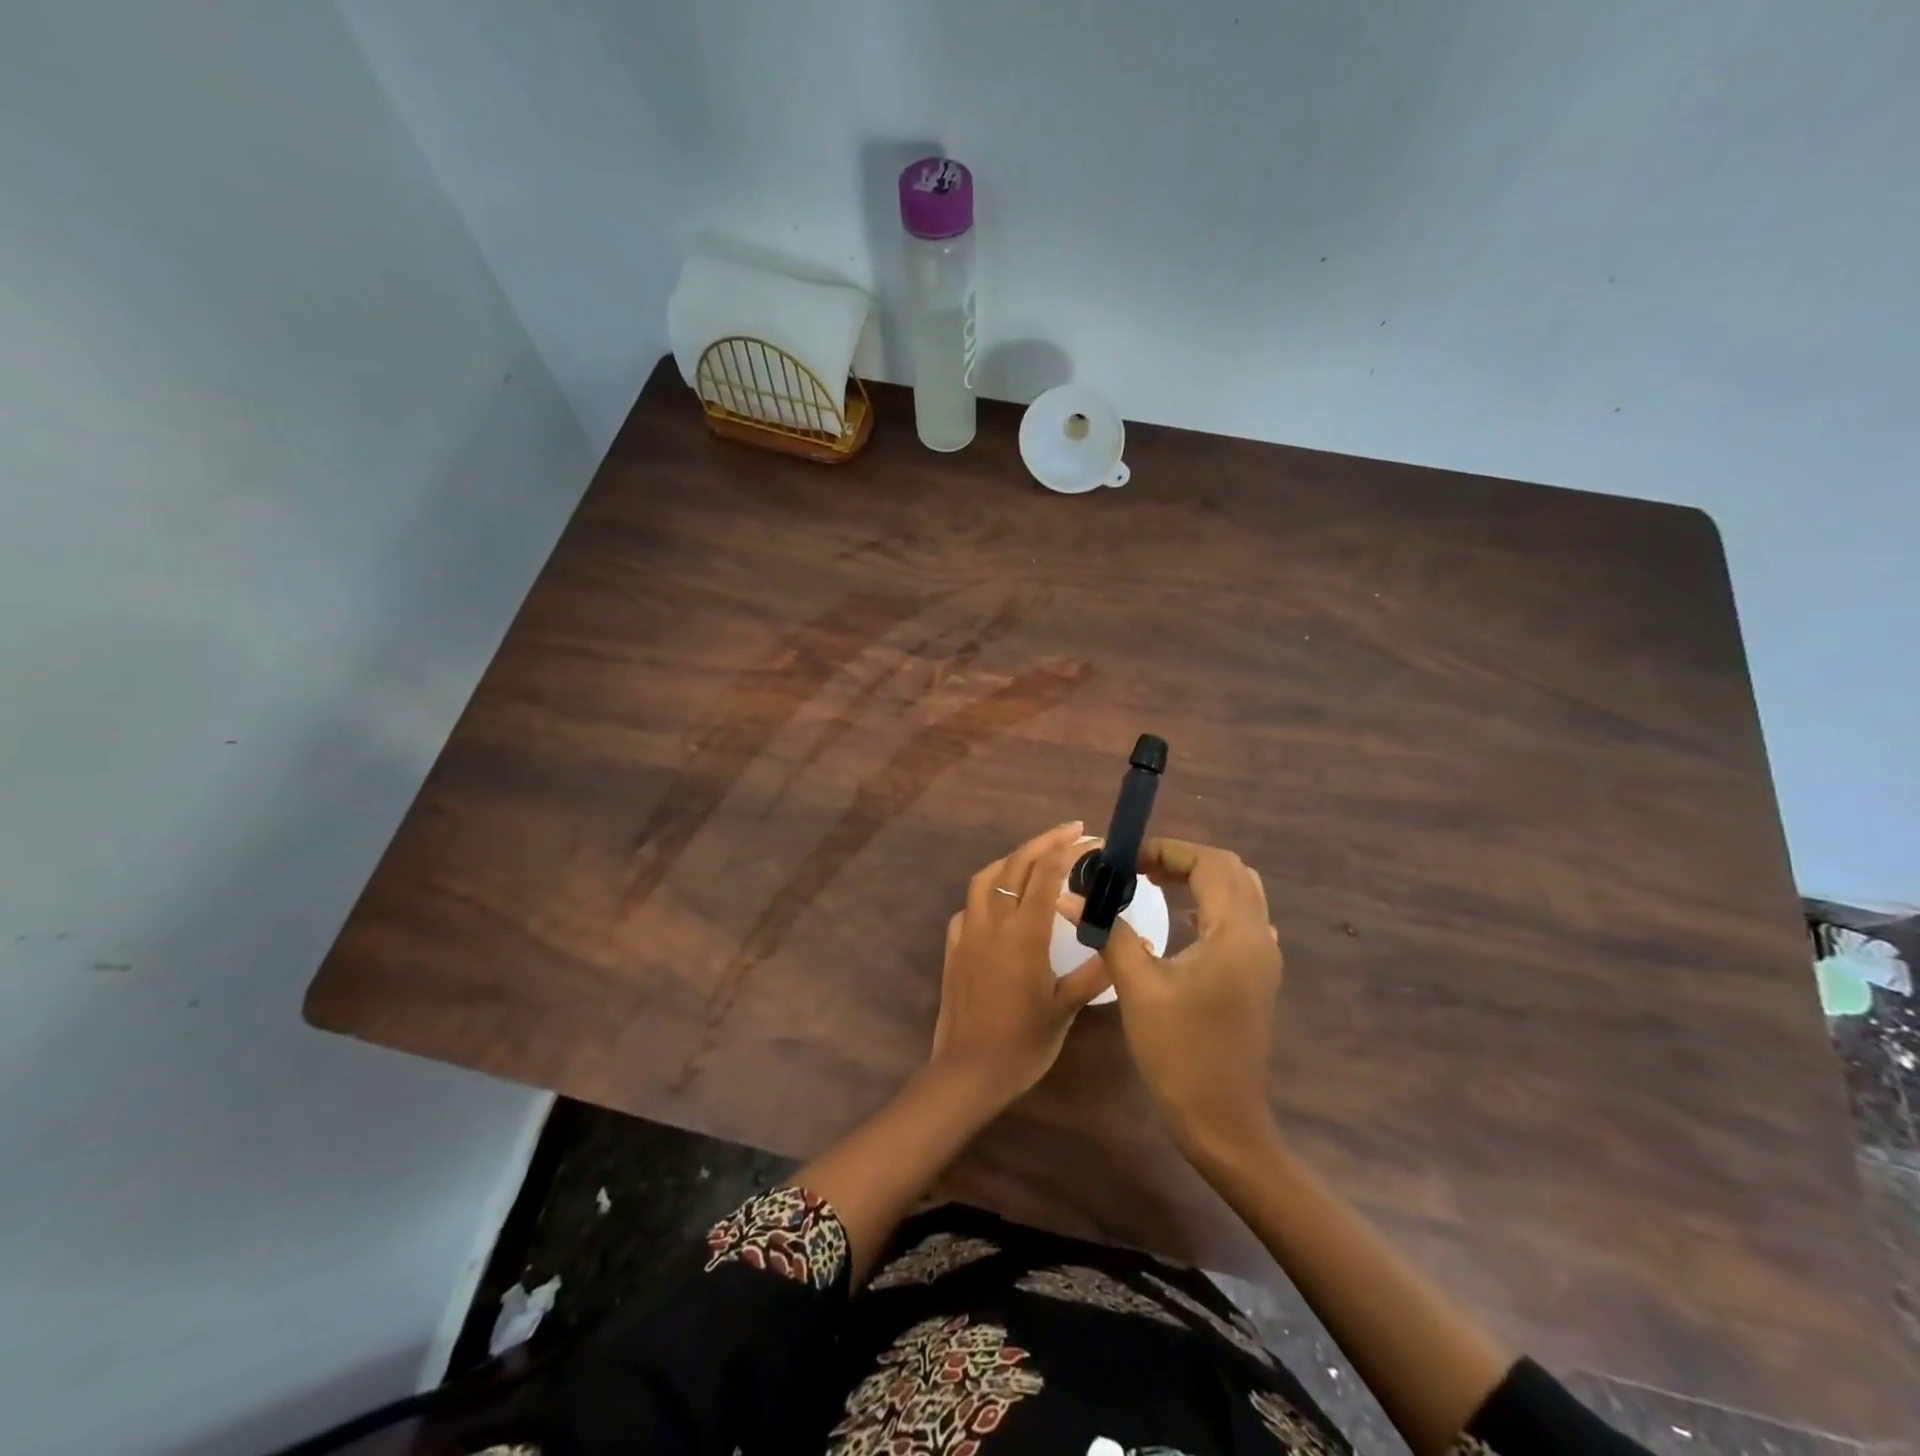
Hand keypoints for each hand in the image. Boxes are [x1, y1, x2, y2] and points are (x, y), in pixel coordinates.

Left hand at [930, 822, 1111, 1103]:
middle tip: (1071, 831)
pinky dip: (988, 891)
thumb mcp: (1067, 1007)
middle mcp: (993, 920)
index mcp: (1024, 932)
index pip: (1047, 872)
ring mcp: (968, 931)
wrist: (969, 1070)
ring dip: (1012, 859)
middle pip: (1016, 863)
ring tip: (1035, 858)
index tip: (1091, 840)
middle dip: (1045, 841)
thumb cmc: (1023, 1042)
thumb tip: (1135, 944)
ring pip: (987, 876)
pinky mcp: (953, 946)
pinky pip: (970, 905)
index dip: (1069, 849)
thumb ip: (1098, 970)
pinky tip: (1001, 903)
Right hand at [1101, 838, 1283, 1158]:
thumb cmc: (1179, 1053)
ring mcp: (1263, 958)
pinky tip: (1181, 921)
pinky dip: (1212, 903)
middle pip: (1230, 871)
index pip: (1210, 864)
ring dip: (1200, 878)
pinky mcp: (1258, 975)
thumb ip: (1109, 933)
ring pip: (1240, 893)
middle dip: (1183, 859)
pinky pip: (1241, 919)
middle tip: (1139, 868)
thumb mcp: (1138, 988)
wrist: (1223, 1121)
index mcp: (1235, 934)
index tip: (1126, 859)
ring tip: (1155, 884)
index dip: (1168, 850)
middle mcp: (1258, 936)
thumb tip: (1071, 898)